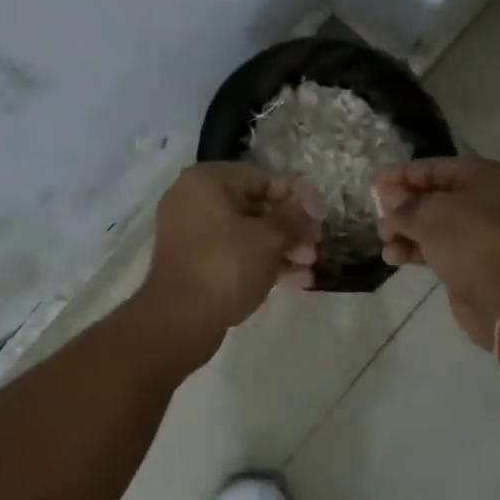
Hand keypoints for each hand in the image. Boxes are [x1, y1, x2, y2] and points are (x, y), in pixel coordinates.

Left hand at [135, 163, 322, 352]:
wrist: (179, 320)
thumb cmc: (226, 266)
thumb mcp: (269, 238)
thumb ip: (294, 216)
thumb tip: (310, 202)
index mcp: (207, 182)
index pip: (262, 178)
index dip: (296, 197)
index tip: (320, 217)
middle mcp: (194, 200)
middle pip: (255, 207)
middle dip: (290, 227)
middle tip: (316, 245)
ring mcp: (191, 233)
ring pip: (246, 232)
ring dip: (281, 247)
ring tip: (310, 265)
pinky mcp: (194, 262)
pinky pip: (233, 252)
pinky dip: (261, 262)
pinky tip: (295, 280)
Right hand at [375, 156, 499, 346]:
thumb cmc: (471, 240)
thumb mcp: (431, 214)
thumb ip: (405, 204)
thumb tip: (388, 195)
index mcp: (485, 177)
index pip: (436, 168)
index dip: (403, 175)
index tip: (374, 184)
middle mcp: (485, 200)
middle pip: (434, 196)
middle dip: (403, 206)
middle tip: (378, 216)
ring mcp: (479, 233)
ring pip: (433, 224)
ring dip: (405, 230)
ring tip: (383, 239)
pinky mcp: (470, 261)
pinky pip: (437, 248)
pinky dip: (415, 249)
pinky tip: (393, 257)